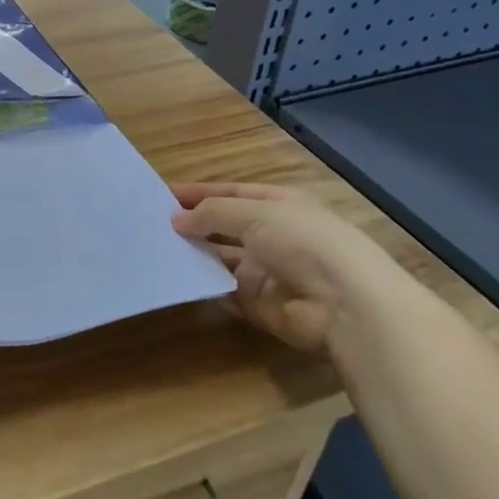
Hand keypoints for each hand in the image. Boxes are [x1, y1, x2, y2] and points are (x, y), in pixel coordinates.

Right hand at [171, 183, 399, 353]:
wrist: (347, 305)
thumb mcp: (254, 213)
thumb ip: (212, 213)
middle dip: (193, 225)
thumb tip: (176, 219)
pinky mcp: (261, 306)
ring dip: (195, 255)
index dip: (199, 192)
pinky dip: (204, 286)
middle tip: (151, 224)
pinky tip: (176, 279)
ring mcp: (267, 272)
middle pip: (224, 227)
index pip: (231, 193)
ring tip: (155, 250)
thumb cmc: (304, 241)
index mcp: (279, 205)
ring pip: (221, 260)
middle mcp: (273, 236)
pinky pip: (225, 293)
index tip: (161, 194)